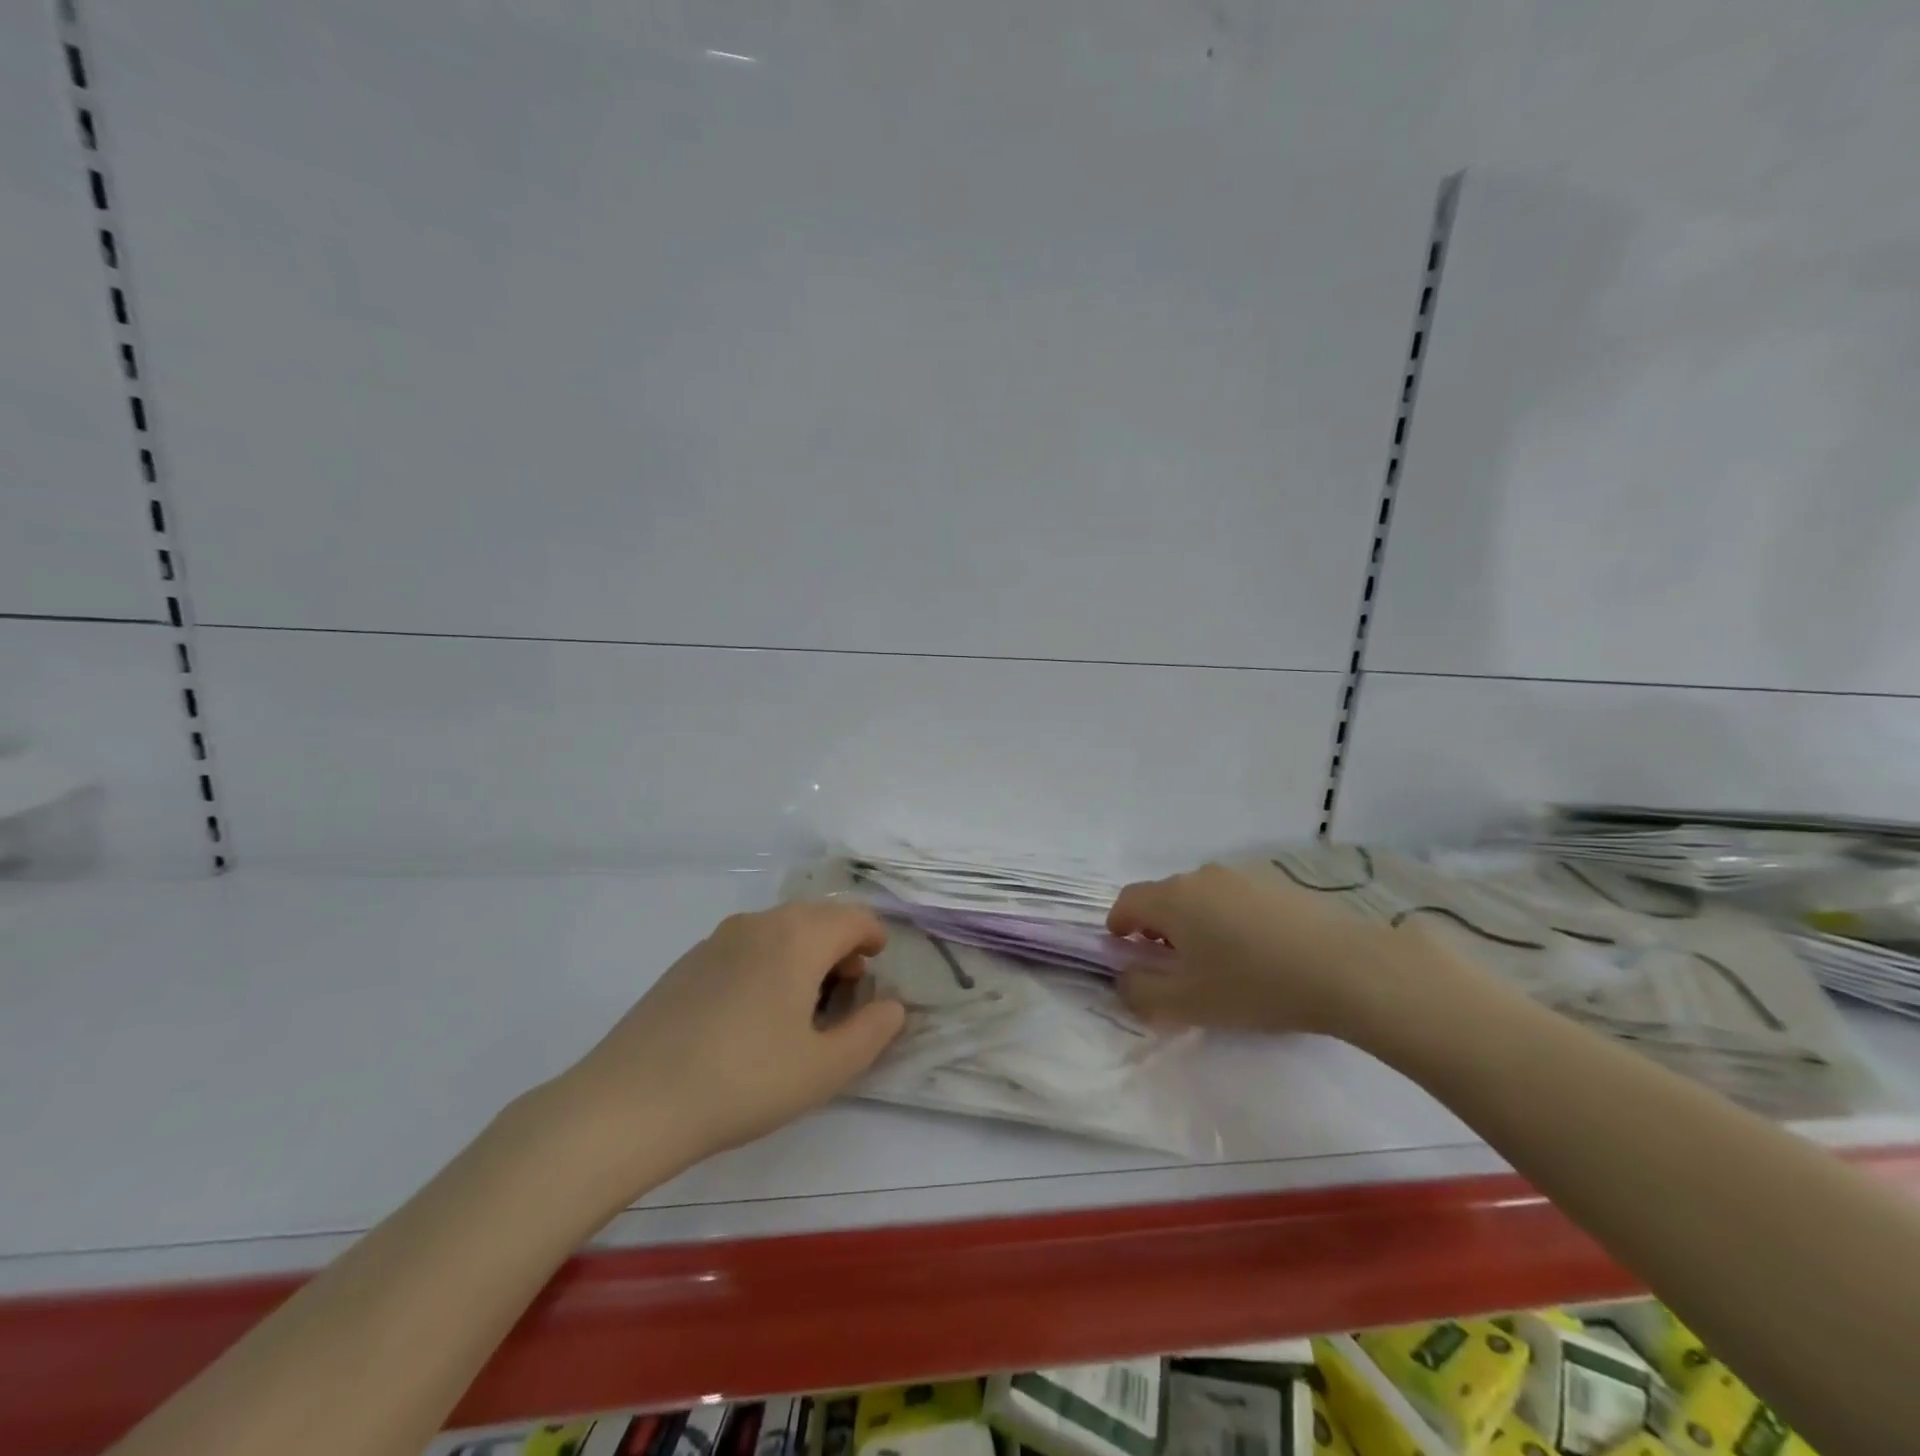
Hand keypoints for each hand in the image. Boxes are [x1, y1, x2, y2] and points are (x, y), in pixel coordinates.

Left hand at [555, 903, 905, 1177]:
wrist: (630, 1102)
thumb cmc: (743, 1081)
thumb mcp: (824, 1069)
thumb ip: (872, 1033)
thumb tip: (892, 1007)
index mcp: (798, 936)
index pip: (854, 918)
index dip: (875, 939)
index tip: (876, 970)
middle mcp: (760, 923)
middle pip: (817, 918)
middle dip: (840, 947)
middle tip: (845, 994)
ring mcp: (717, 939)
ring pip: (780, 931)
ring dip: (804, 955)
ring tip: (801, 1008)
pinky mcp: (687, 962)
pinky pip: (746, 947)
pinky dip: (768, 964)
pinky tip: (752, 1016)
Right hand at [1107, 861, 1442, 1038]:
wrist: (1346, 968)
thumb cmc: (1254, 985)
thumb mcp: (1187, 1004)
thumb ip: (1140, 993)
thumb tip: (1124, 980)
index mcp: (1173, 898)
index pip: (1127, 901)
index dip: (1118, 927)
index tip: (1126, 954)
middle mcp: (1202, 876)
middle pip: (1164, 897)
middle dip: (1158, 930)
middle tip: (1172, 967)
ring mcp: (1243, 876)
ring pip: (1202, 898)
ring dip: (1195, 925)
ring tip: (1218, 964)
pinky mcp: (1278, 884)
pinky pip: (1236, 900)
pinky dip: (1229, 922)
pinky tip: (1257, 955)